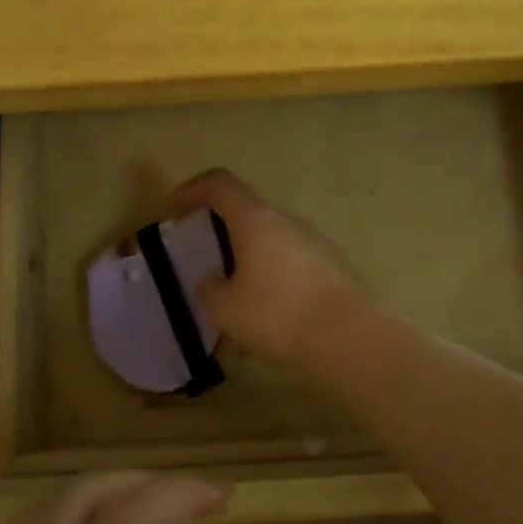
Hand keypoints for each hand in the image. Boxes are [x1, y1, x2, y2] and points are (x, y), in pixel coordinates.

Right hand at [167, 168, 369, 370]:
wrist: (350, 339)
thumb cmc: (277, 315)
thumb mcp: (224, 309)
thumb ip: (209, 289)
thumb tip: (212, 281)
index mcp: (255, 220)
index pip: (219, 184)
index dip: (191, 191)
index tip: (173, 212)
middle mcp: (286, 222)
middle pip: (246, 214)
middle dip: (219, 235)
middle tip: (202, 262)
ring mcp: (313, 244)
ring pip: (268, 246)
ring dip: (245, 266)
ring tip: (231, 306)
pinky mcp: (330, 270)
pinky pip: (289, 268)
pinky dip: (269, 285)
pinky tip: (262, 325)